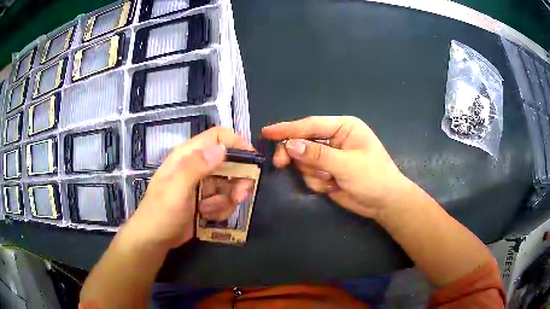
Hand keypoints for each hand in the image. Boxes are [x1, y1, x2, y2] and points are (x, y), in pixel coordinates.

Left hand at [122, 127, 253, 249]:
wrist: (154, 240)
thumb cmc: (161, 214)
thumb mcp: (176, 191)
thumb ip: (196, 168)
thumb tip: (221, 148)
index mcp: (187, 156)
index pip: (216, 137)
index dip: (236, 143)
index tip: (252, 160)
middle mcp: (196, 166)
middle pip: (228, 162)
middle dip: (237, 179)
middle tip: (240, 196)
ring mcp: (202, 184)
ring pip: (229, 184)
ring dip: (226, 200)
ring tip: (210, 212)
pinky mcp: (206, 199)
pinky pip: (224, 199)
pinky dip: (220, 209)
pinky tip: (206, 217)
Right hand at [262, 116, 408, 218]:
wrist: (384, 203)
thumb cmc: (374, 178)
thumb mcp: (347, 165)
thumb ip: (317, 155)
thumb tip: (290, 145)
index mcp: (343, 127)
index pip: (311, 125)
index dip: (288, 129)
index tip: (266, 132)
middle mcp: (334, 139)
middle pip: (302, 142)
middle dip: (295, 155)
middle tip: (280, 164)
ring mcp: (329, 156)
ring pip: (304, 161)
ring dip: (313, 173)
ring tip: (331, 180)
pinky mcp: (326, 172)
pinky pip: (309, 174)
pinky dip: (317, 182)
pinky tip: (332, 186)